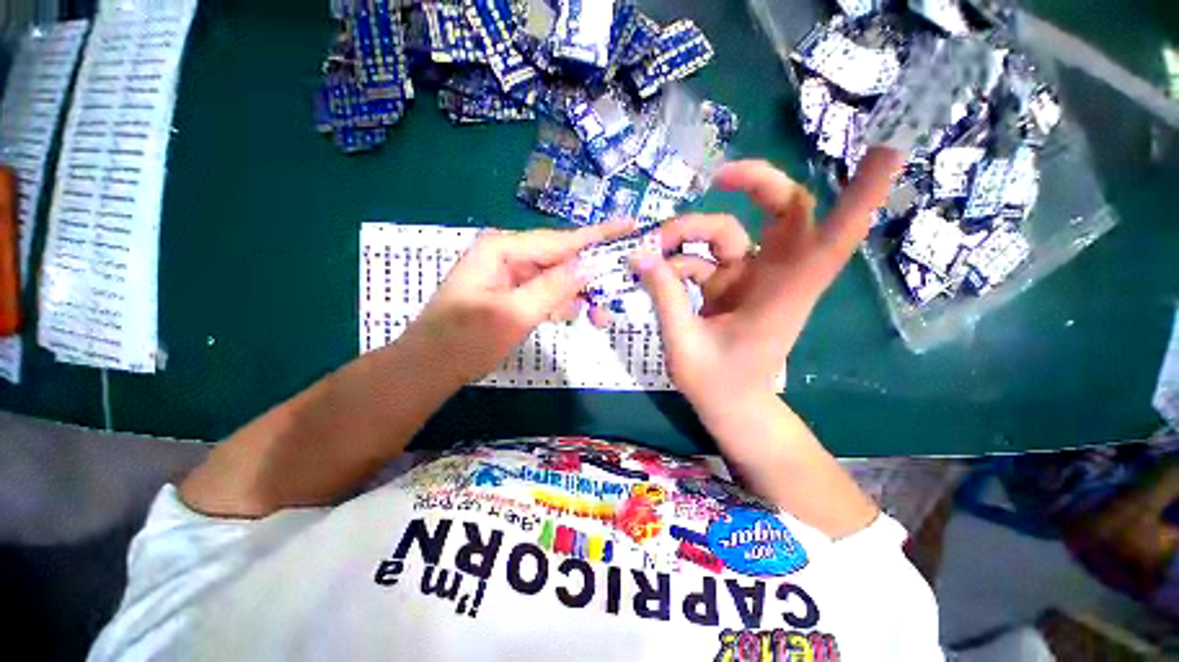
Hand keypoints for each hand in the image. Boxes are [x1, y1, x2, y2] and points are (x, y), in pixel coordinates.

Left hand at [406, 219, 634, 382]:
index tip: (631, 226)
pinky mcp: (512, 291)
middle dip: (590, 278)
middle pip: (562, 258)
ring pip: (557, 278)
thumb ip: (554, 287)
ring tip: (598, 316)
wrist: (430, 367)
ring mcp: (510, 273)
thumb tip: (592, 263)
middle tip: (615, 296)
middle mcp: (508, 253)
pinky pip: (546, 291)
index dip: (599, 236)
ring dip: (577, 295)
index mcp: (504, 248)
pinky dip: (561, 303)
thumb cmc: (465, 341)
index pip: (561, 240)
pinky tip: (570, 314)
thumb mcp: (514, 314)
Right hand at [632, 149, 903, 419]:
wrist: (730, 408)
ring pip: (728, 232)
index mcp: (782, 296)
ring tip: (652, 250)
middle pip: (785, 212)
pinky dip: (679, 261)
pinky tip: (656, 275)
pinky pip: (704, 258)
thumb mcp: (684, 344)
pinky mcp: (729, 286)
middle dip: (756, 185)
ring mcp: (750, 280)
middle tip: (717, 177)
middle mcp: (774, 279)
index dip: (861, 195)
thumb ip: (665, 297)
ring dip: (689, 233)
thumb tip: (639, 256)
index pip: (832, 238)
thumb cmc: (717, 384)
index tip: (889, 147)